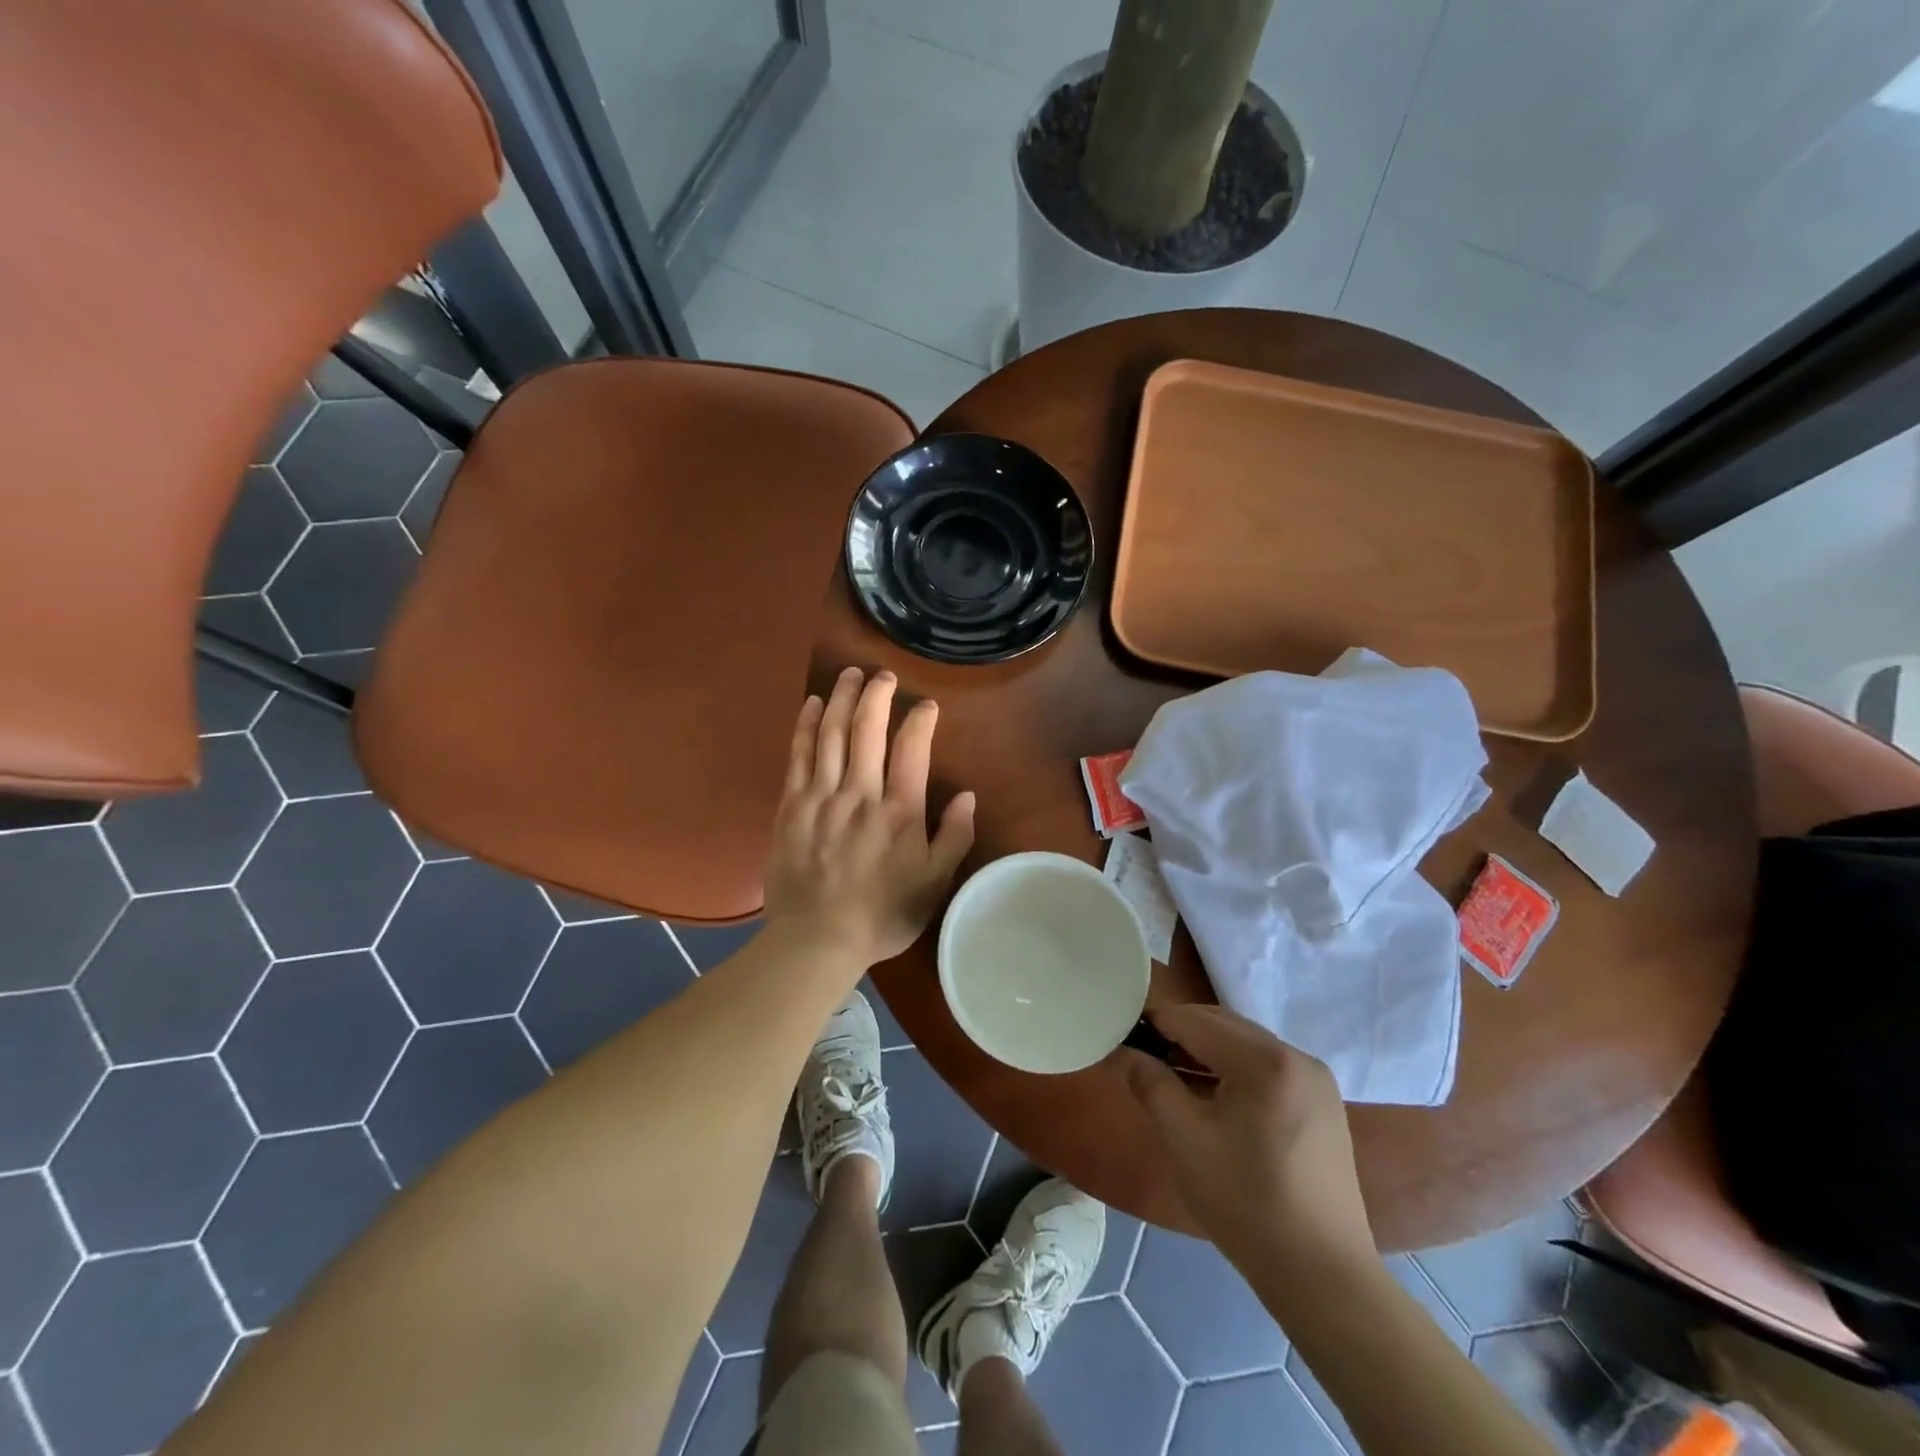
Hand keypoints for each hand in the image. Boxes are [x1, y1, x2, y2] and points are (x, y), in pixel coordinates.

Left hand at [762, 667, 975, 966]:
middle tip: (883, 674)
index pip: (912, 749)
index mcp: (900, 812)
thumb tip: (968, 795)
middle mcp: (860, 794)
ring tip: (850, 674)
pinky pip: (799, 755)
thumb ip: (954, 837)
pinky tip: (813, 704)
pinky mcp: (791, 806)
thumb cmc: (882, 915)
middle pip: (868, 729)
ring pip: (832, 734)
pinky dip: (806, 725)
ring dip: (842, 698)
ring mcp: (821, 797)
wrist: (816, 941)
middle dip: (877, 694)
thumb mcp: (933, 884)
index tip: (926, 705)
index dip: (920, 719)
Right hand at [1120, 1004, 1375, 1278]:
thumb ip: (1151, 1085)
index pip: (1194, 1021)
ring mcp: (1315, 1078)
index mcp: (1264, 1061)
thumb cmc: (1246, 1205)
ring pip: (1245, 1042)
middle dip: (1179, 1032)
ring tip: (1172, 1076)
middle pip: (1222, 1024)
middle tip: (1143, 1056)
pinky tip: (1214, 1095)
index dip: (1153, 1023)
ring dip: (1206, 1049)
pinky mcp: (1323, 1101)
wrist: (1323, 1276)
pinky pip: (1267, 1063)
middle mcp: (1295, 1055)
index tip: (1122, 1035)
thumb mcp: (1185, 1142)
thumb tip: (1124, 1052)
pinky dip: (1234, 1067)